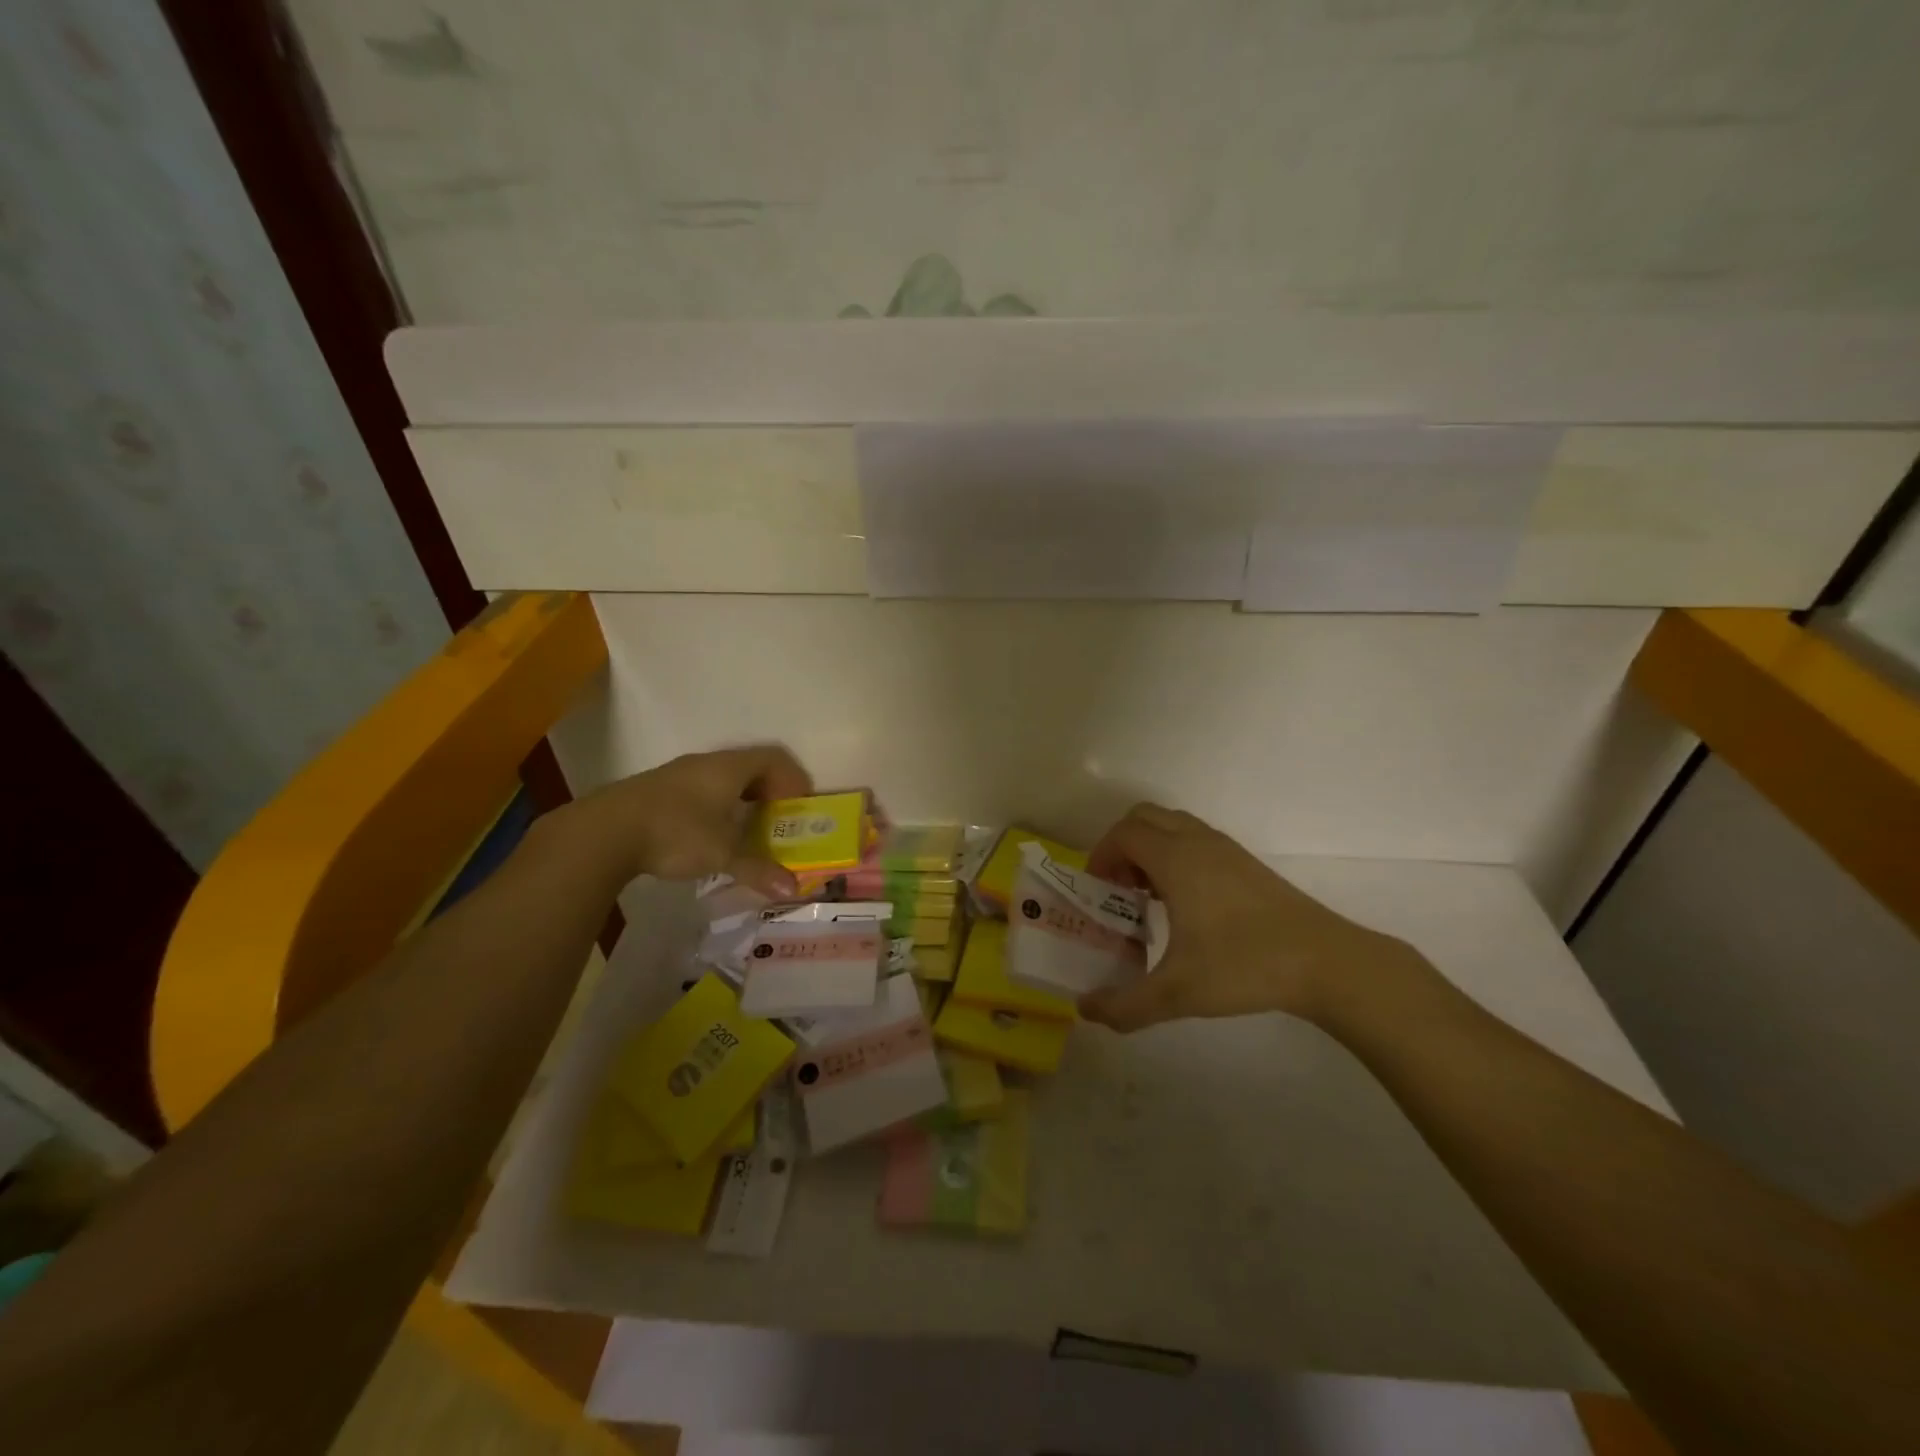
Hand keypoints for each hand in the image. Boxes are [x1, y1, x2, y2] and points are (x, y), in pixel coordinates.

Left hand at [557, 745, 813, 893]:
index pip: (773, 758)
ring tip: (745, 829)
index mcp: (729, 768)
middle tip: (778, 819)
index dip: (793, 778)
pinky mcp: (656, 790)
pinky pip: (699, 789)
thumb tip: (791, 888)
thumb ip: (758, 868)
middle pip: (749, 766)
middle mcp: (706, 763)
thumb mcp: (722, 853)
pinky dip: (715, 806)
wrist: (603, 831)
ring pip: (721, 778)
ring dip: (740, 799)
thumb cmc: (675, 832)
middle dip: (769, 790)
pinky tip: (707, 834)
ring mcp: (677, 774)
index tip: (800, 805)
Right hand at [1077, 803, 1421, 1032]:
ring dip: (1151, 849)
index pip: (1124, 833)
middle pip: (1144, 818)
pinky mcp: (1247, 863)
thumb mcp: (1177, 992)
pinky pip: (1197, 840)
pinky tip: (1186, 905)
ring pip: (1173, 826)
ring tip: (1149, 897)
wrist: (1325, 962)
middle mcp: (1198, 842)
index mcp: (1176, 859)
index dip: (1101, 855)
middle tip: (1118, 889)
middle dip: (1122, 846)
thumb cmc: (1244, 965)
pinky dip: (1177, 856)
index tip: (1097, 890)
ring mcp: (1226, 849)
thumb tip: (1086, 1011)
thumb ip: (1125, 1005)